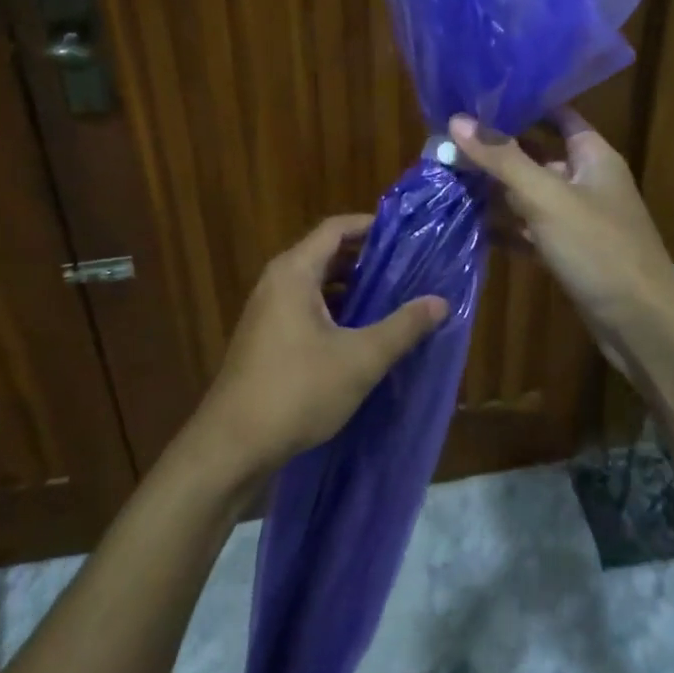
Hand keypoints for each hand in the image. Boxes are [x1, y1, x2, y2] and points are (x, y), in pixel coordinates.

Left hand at [190, 215, 447, 481]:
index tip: (407, 234)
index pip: (335, 229)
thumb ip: (402, 327)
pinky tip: (360, 333)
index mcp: (294, 272)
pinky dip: (334, 310)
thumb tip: (440, 301)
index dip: (371, 226)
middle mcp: (276, 282)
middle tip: (408, 268)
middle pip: (326, 254)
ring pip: (316, 284)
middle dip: (366, 259)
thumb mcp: (360, 359)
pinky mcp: (265, 338)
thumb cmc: (297, 390)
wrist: (233, 446)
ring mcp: (267, 311)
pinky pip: (305, 307)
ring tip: (392, 298)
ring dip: (351, 288)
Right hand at [449, 110, 673, 379]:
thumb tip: (456, 120)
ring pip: (530, 194)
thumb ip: (502, 158)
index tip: (476, 97)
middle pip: (536, 155)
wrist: (640, 324)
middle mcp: (586, 181)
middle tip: (446, 139)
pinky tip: (469, 224)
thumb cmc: (597, 247)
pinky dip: (504, 227)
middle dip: (496, 150)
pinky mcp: (567, 252)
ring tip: (447, 176)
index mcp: (592, 155)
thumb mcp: (546, 196)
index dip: (521, 104)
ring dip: (495, 189)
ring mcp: (576, 219)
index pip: (556, 114)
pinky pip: (530, 231)